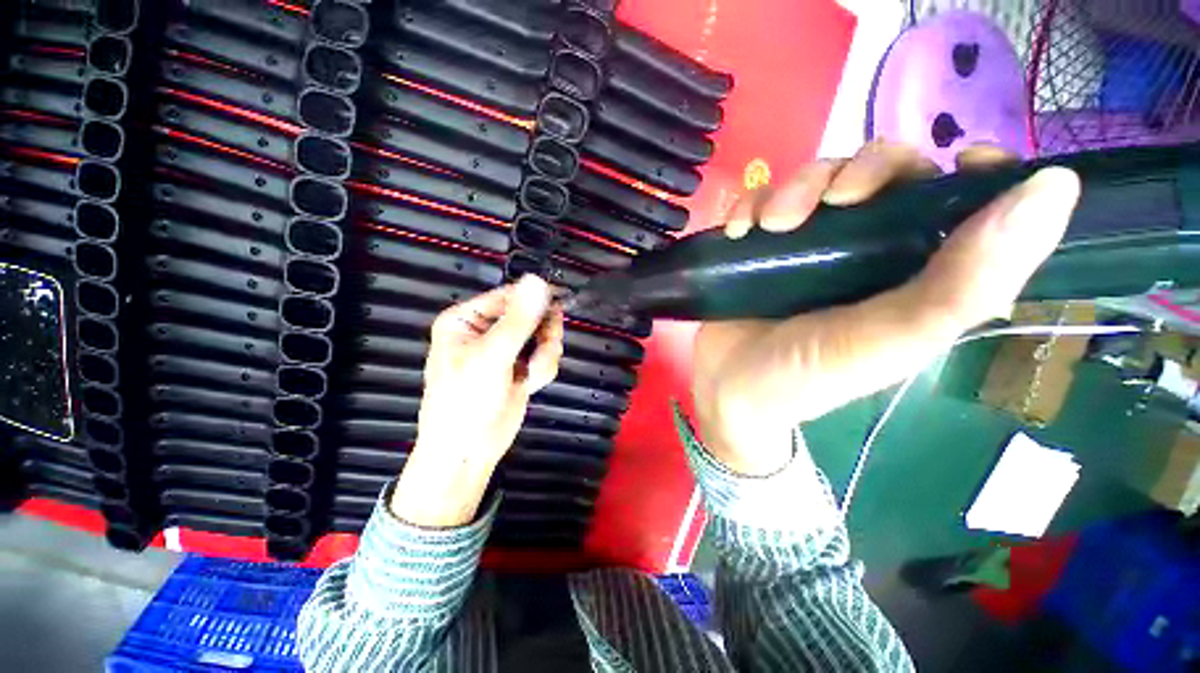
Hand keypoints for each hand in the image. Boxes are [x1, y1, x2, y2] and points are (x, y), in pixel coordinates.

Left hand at [391, 275, 563, 526]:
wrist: (467, 451)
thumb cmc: (466, 401)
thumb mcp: (491, 357)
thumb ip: (518, 320)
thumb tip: (538, 281)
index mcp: (468, 319)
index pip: (510, 295)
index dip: (535, 300)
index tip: (558, 307)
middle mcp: (488, 329)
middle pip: (533, 314)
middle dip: (543, 335)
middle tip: (542, 351)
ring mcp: (508, 348)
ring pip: (545, 335)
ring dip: (545, 356)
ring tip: (531, 375)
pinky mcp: (522, 365)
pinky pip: (547, 354)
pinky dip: (545, 369)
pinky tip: (531, 383)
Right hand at [693, 141, 1080, 474]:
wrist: (731, 391)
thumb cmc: (807, 377)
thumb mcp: (891, 341)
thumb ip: (969, 283)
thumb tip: (1056, 187)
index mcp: (914, 271)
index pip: (961, 199)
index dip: (971, 169)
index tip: (959, 159)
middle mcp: (864, 249)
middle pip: (881, 172)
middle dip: (858, 171)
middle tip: (829, 203)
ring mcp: (804, 246)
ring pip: (816, 179)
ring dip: (794, 188)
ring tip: (767, 226)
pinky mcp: (758, 248)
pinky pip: (761, 202)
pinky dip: (750, 205)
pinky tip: (739, 231)